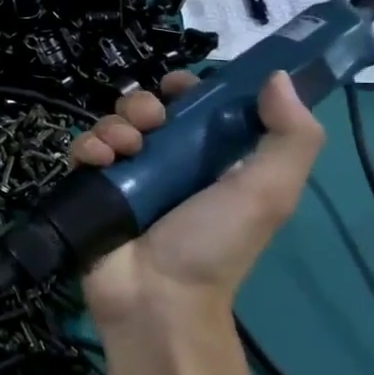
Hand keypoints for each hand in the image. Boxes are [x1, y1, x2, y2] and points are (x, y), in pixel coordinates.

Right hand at [69, 71, 324, 333]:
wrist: (156, 297)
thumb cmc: (214, 245)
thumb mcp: (268, 193)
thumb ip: (290, 137)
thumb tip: (278, 76)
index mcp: (211, 160)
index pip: (197, 108)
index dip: (189, 90)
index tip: (180, 87)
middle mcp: (167, 162)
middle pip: (148, 109)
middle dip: (144, 104)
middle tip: (151, 122)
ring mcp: (126, 175)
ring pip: (113, 123)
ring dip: (116, 124)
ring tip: (124, 149)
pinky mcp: (91, 186)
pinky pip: (83, 148)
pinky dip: (89, 146)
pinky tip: (99, 161)